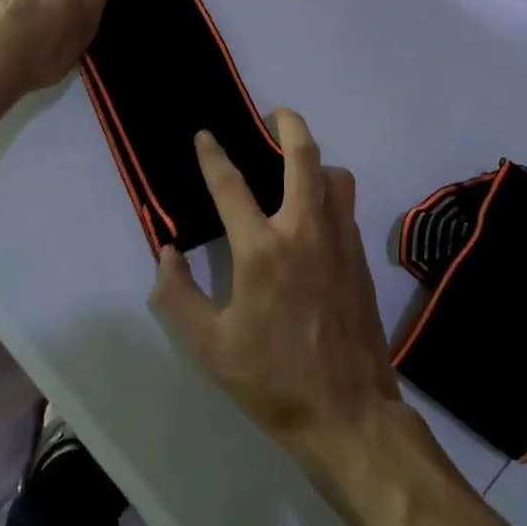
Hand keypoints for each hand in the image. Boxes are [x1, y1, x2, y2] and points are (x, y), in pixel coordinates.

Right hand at [149, 110, 404, 477]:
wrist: (349, 413)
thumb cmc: (272, 380)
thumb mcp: (209, 347)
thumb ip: (177, 296)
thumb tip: (166, 252)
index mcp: (261, 250)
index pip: (230, 184)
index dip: (212, 155)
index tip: (204, 136)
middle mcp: (304, 230)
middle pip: (303, 156)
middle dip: (288, 124)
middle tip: (275, 112)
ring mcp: (339, 240)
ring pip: (335, 175)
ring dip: (316, 159)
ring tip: (298, 163)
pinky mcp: (360, 256)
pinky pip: (345, 204)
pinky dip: (329, 191)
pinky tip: (315, 211)